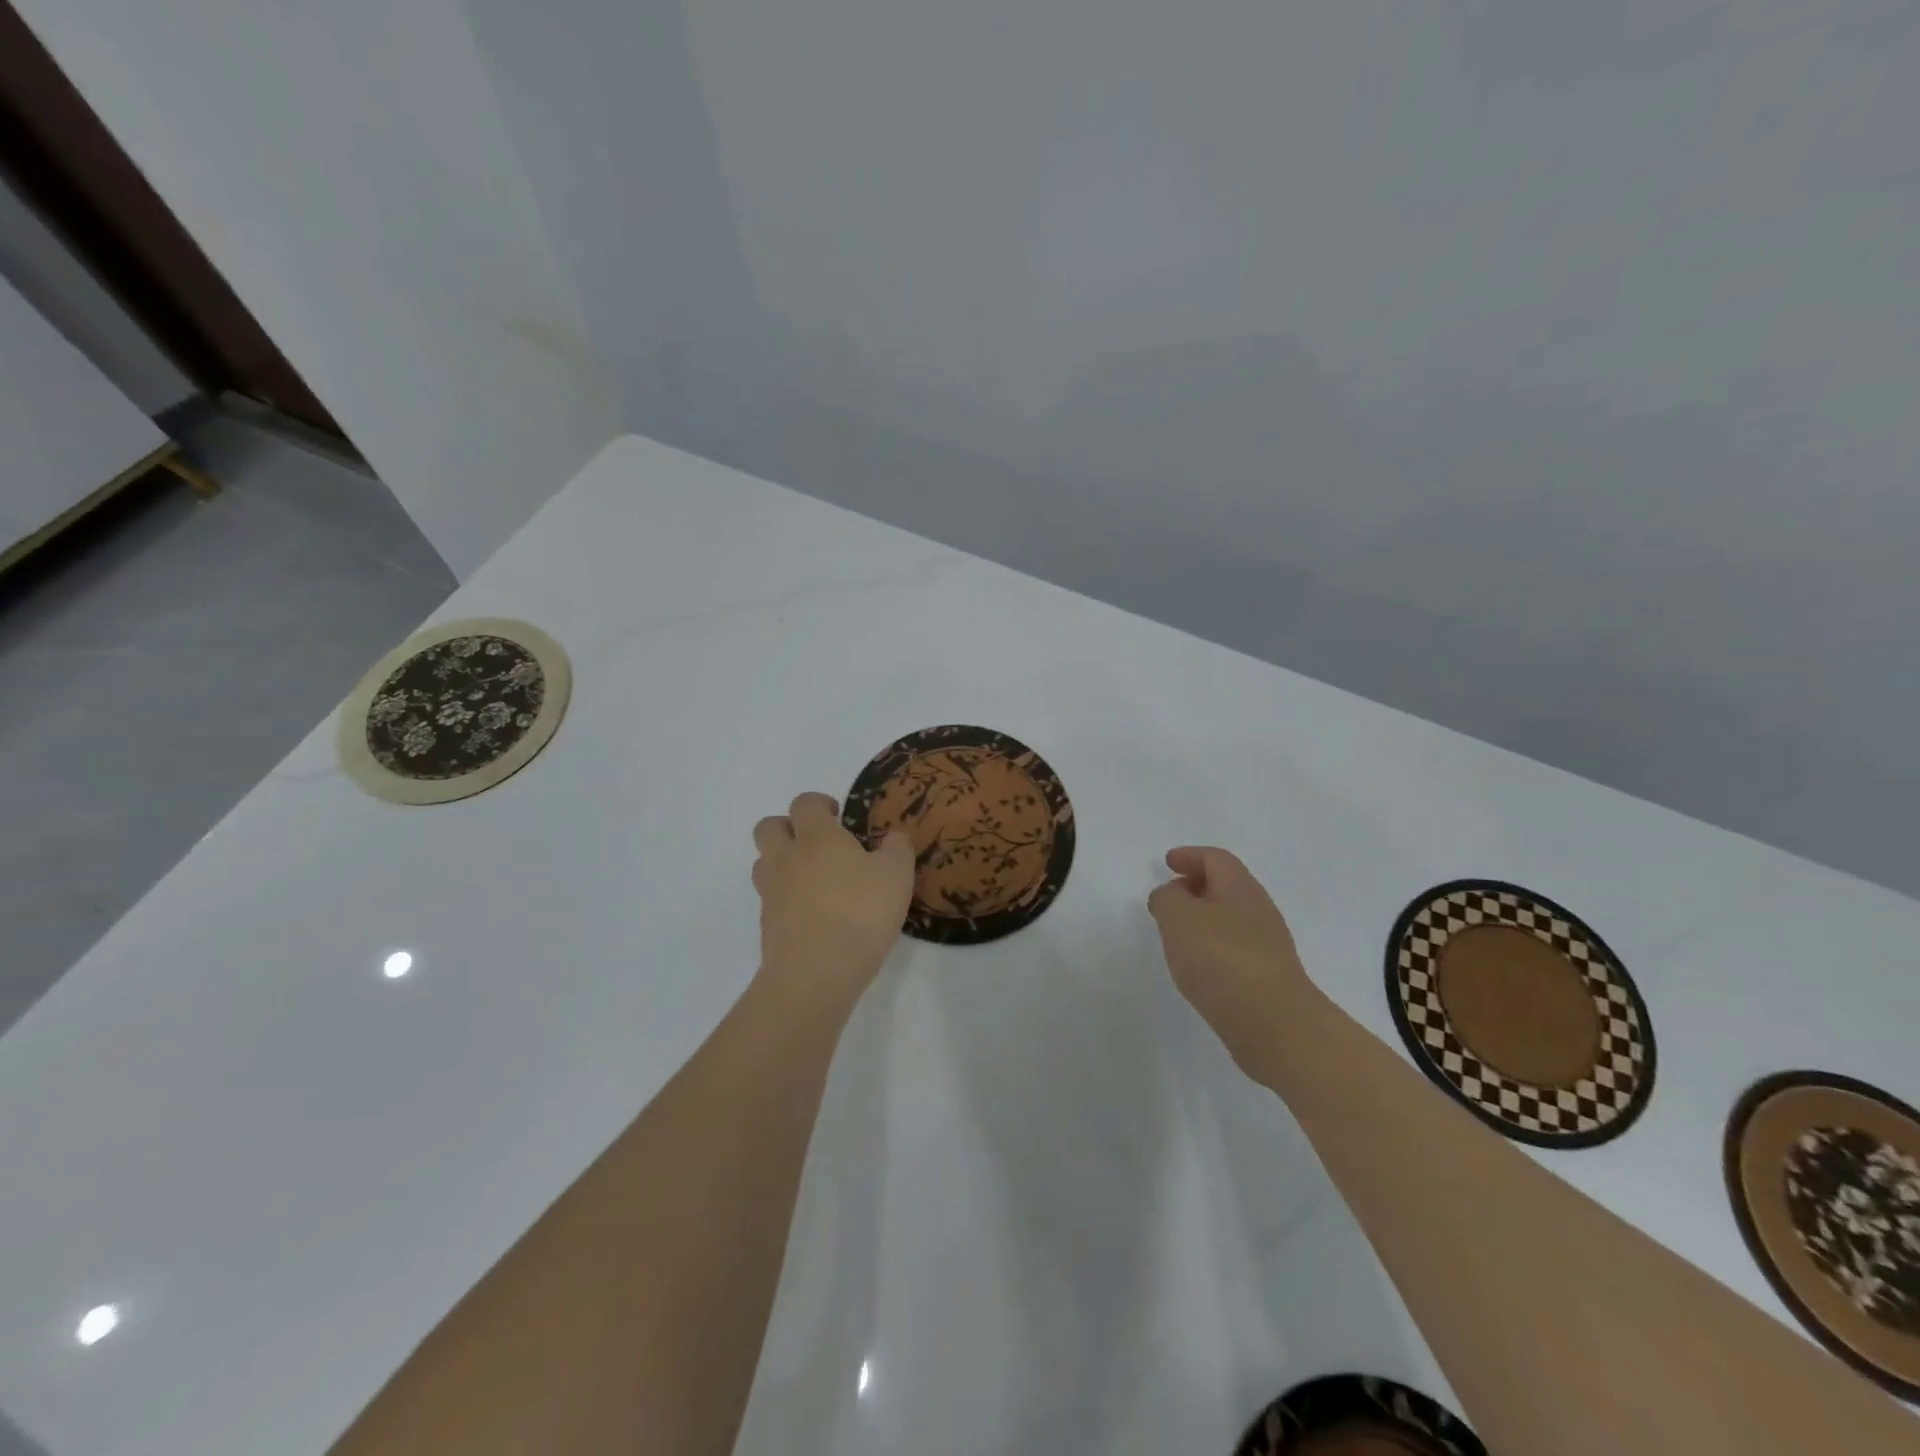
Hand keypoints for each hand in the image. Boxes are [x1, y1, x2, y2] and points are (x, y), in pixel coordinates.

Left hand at [753, 792, 915, 1011]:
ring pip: (763, 861)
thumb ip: (897, 849)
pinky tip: (812, 912)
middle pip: (769, 827)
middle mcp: (787, 857)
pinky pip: (770, 897)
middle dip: (788, 827)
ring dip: (782, 860)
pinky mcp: (766, 924)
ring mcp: (771, 891)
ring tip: (811, 877)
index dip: (819, 803)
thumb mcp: (897, 875)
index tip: (838, 815)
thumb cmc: (860, 913)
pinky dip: (785, 897)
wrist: (816, 973)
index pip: (804, 803)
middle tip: (817, 842)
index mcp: (818, 837)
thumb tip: (894, 837)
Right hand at [1148, 846, 1318, 1078]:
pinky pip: (1235, 948)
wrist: (1274, 1024)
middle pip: (1226, 886)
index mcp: (1240, 888)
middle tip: (1169, 897)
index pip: (1216, 859)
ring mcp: (1267, 945)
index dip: (1190, 856)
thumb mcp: (1178, 917)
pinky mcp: (1267, 977)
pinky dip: (1213, 946)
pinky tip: (1198, 966)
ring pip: (1231, 918)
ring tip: (1177, 934)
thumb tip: (1171, 895)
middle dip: (1196, 886)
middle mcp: (1259, 910)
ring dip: (1203, 919)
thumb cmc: (1221, 959)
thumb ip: (1167, 898)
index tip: (1168, 862)